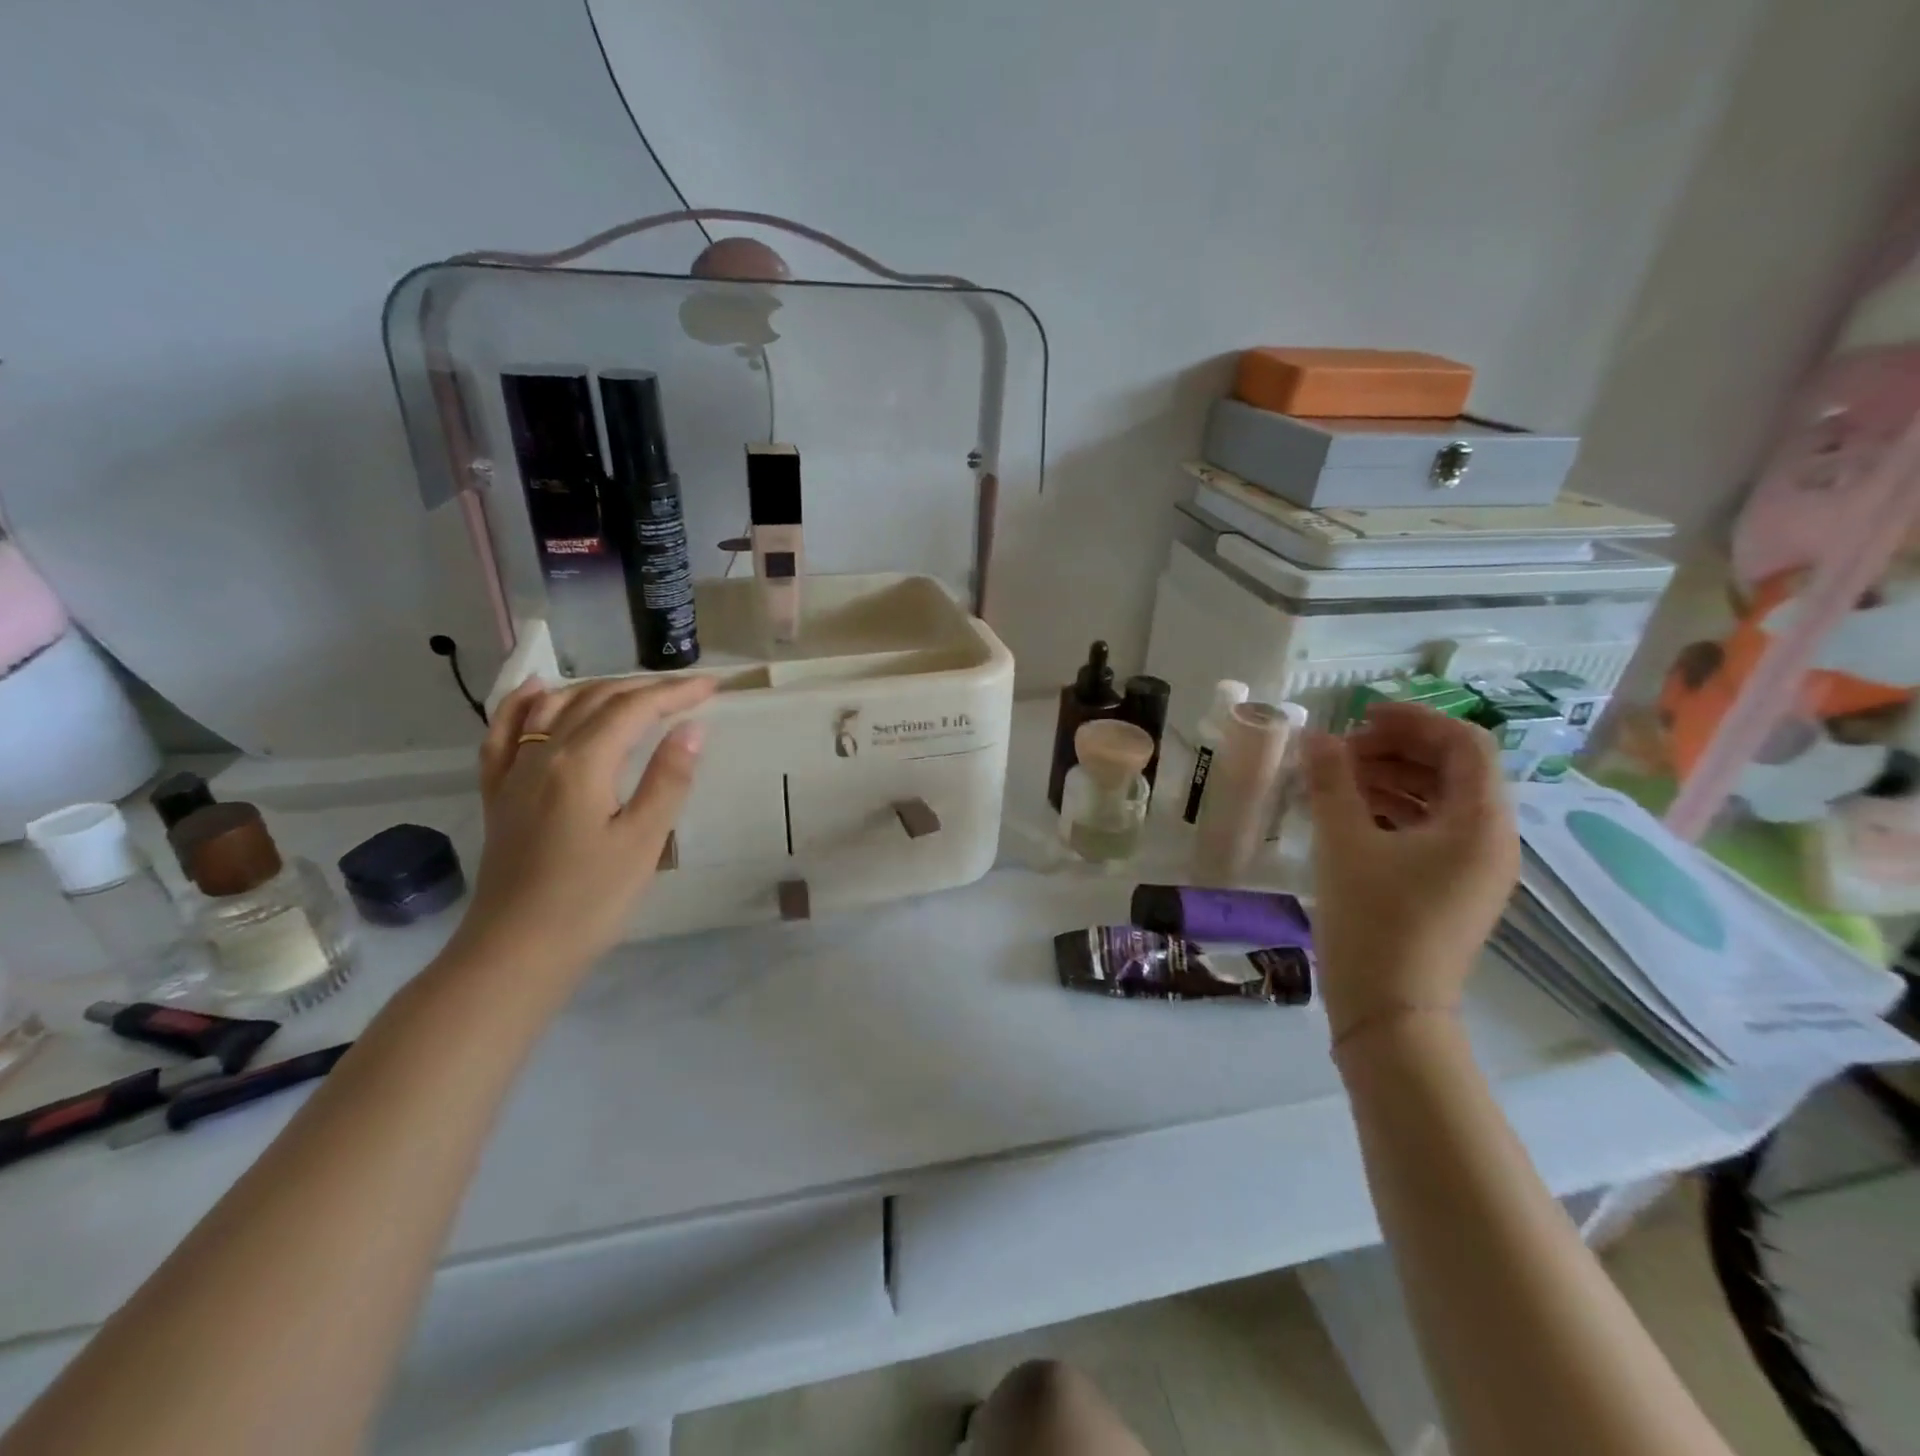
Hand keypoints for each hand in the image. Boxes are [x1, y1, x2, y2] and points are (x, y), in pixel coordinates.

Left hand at [450, 674, 716, 978]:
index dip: (675, 692)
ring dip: (598, 689)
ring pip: (554, 708)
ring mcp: (514, 773)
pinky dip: (522, 704)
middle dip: (645, 688)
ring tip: (635, 690)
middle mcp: (542, 755)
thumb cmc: (590, 900)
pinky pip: (504, 733)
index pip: (634, 709)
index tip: (713, 687)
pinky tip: (538, 691)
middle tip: (688, 691)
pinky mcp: (499, 795)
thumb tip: (692, 728)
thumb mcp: (643, 841)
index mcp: (581, 763)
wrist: (516, 952)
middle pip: (595, 700)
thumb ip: (668, 779)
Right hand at [1303, 702, 1518, 1042]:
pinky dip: (1393, 810)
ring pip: (1439, 800)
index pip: (1464, 744)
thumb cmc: (1373, 921)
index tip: (1360, 718)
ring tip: (1337, 778)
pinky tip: (1350, 812)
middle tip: (1341, 751)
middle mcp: (1491, 840)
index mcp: (1480, 823)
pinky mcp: (1451, 887)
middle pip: (1453, 769)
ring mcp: (1474, 867)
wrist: (1390, 1010)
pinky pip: (1430, 830)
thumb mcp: (1344, 843)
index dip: (1414, 720)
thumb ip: (1331, 781)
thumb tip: (1317, 736)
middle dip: (1396, 749)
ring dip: (1391, 778)